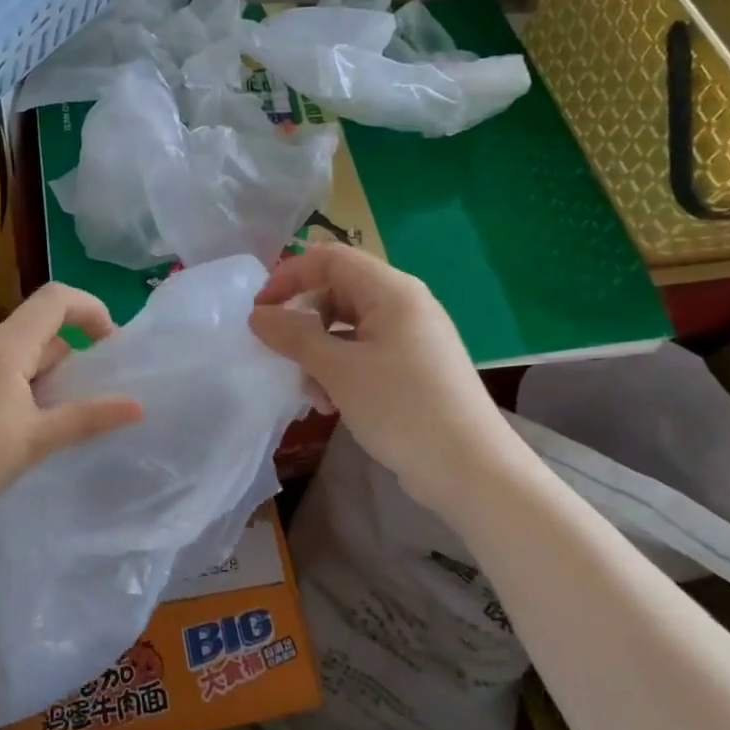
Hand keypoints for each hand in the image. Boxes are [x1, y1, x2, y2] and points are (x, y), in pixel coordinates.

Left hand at [0, 282, 144, 532]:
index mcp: (2, 345)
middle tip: (68, 409)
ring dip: (34, 376)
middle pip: (36, 330)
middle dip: (62, 361)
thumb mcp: (35, 442)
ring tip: (30, 427)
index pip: (56, 298)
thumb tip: (138, 406)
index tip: (109, 345)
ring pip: (11, 351)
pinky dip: (6, 382)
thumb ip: (88, 417)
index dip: (92, 309)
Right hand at [248, 244, 506, 502]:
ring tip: (313, 394)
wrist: (471, 471)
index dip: (289, 275)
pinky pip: (364, 354)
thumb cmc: (402, 408)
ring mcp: (411, 338)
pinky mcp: (413, 369)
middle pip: (337, 293)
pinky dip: (341, 372)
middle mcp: (404, 305)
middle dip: (304, 323)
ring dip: (319, 354)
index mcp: (392, 291)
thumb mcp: (339, 370)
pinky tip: (332, 406)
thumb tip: (258, 315)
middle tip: (281, 355)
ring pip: (347, 328)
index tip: (259, 309)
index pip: (330, 259)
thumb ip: (294, 336)